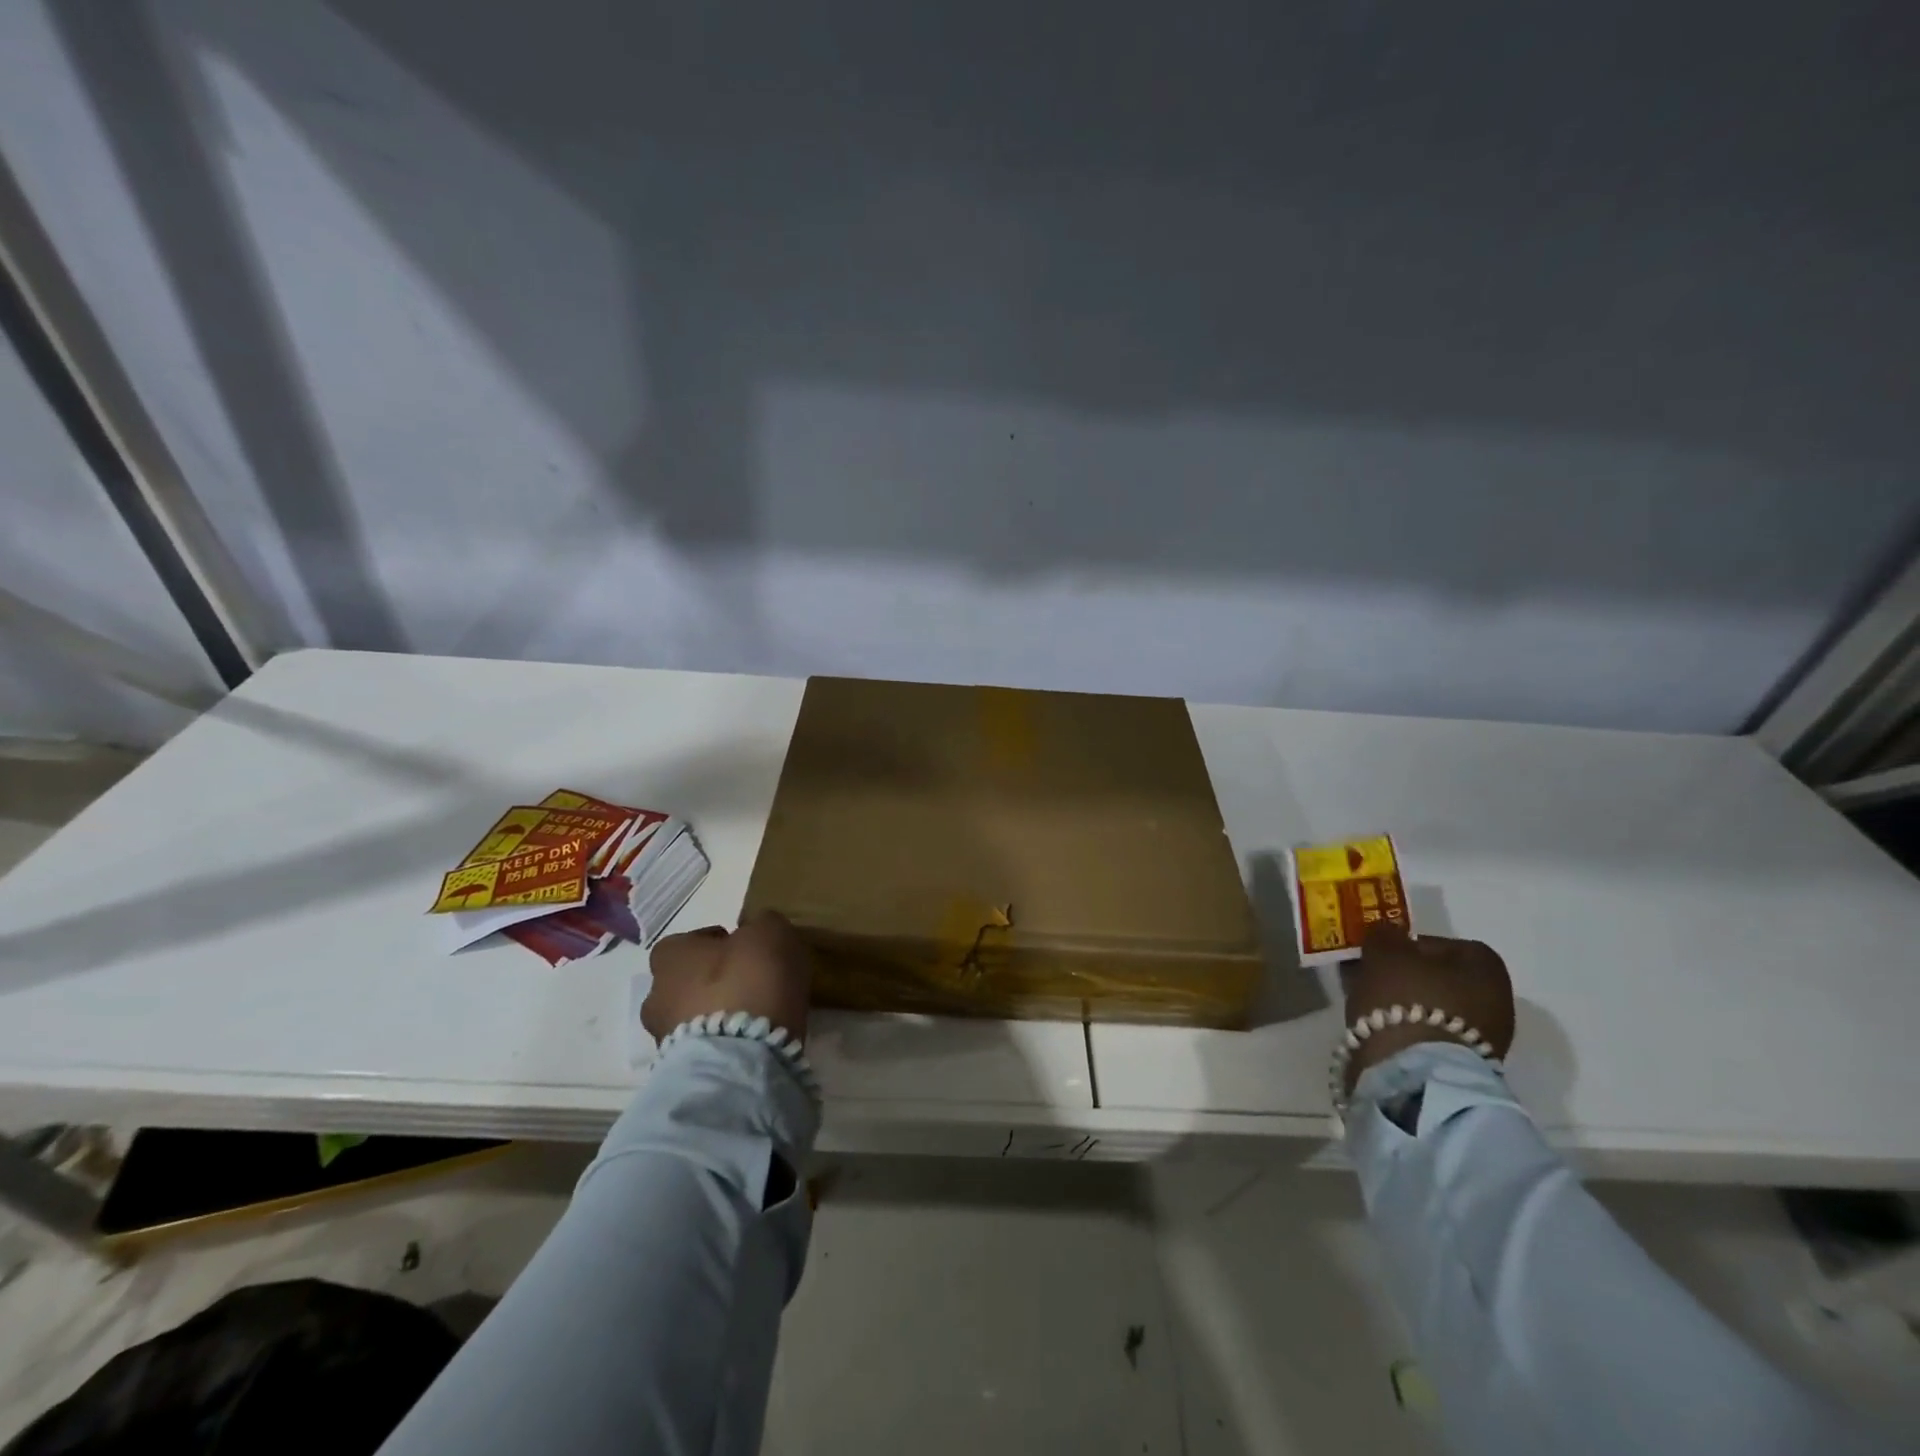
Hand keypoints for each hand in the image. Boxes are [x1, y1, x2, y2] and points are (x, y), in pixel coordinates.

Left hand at [642, 910, 813, 1043]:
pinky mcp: (679, 1072)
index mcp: (670, 954)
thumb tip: (758, 932)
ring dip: (716, 1015)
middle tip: (752, 984)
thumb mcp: (771, 932)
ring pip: (692, 1016)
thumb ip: (762, 925)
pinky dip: (722, 1043)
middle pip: (687, 981)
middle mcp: (656, 994)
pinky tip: (750, 1042)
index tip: (748, 950)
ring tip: (754, 1018)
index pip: (690, 941)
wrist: (741, 1057)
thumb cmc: (750, 980)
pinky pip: (704, 1047)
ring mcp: (663, 1037)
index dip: (720, 944)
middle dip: (714, 982)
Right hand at [1342, 922, 1514, 1094]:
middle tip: (1372, 976)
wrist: (1415, 1072)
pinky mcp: (1467, 1065)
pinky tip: (1383, 1027)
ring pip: (1436, 1006)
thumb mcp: (1383, 950)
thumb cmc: (1404, 998)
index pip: (1444, 944)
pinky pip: (1433, 1033)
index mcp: (1486, 965)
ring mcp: (1487, 1036)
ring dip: (1406, 1001)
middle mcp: (1498, 999)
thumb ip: (1385, 934)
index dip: (1408, 945)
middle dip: (1406, 975)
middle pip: (1441, 977)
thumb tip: (1388, 935)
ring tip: (1371, 1003)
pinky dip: (1410, 1027)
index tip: (1381, 953)